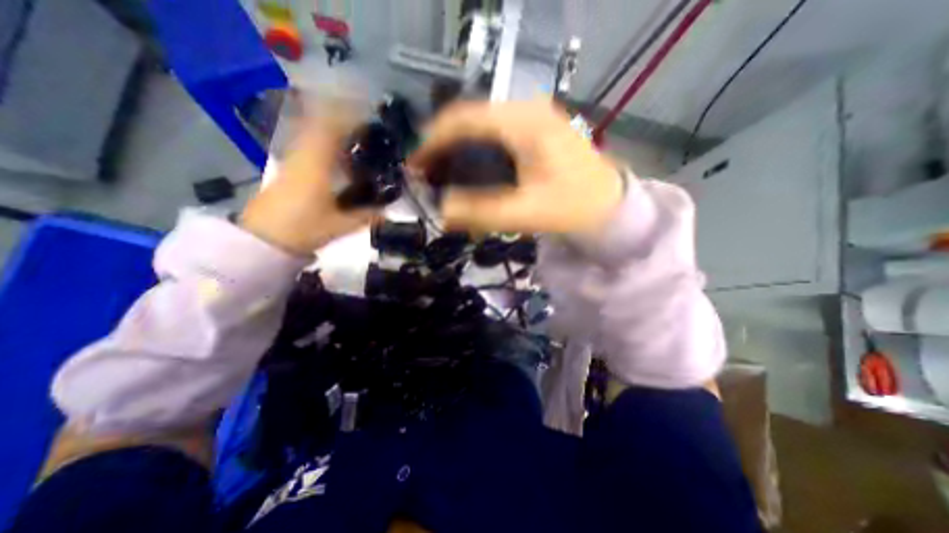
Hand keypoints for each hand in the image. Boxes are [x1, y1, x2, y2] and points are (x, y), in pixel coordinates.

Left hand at [241, 105, 378, 253]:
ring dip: (334, 132)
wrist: (262, 239)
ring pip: (314, 135)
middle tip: (368, 127)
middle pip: (320, 125)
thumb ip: (367, 217)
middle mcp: (303, 155)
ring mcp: (293, 161)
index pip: (330, 128)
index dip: (349, 116)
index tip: (369, 114)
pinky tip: (339, 158)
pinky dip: (325, 145)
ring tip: (358, 140)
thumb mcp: (341, 225)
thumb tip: (389, 213)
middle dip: (344, 120)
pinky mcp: (289, 170)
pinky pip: (309, 147)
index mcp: (316, 163)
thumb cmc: (303, 228)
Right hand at [408, 101, 623, 231]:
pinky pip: (496, 131)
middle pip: (471, 118)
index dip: (433, 140)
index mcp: (525, 123)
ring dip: (459, 145)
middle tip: (427, 171)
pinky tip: (471, 166)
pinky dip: (477, 147)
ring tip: (443, 170)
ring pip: (482, 123)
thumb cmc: (572, 208)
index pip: (464, 119)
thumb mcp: (525, 213)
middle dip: (443, 144)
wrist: (609, 205)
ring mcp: (535, 116)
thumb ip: (481, 212)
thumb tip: (441, 210)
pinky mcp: (537, 128)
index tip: (415, 164)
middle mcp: (528, 109)